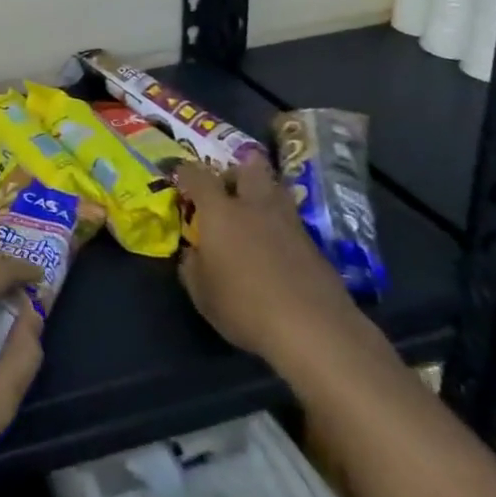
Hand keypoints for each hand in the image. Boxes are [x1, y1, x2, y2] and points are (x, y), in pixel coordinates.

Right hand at [174, 157, 365, 367]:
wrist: (313, 328)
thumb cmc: (244, 306)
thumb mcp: (202, 292)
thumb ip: (192, 266)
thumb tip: (193, 253)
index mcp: (220, 212)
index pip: (199, 176)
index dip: (187, 172)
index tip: (181, 177)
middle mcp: (255, 207)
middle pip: (249, 168)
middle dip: (236, 171)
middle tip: (226, 189)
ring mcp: (289, 223)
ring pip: (277, 189)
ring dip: (263, 193)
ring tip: (253, 214)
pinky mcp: (314, 245)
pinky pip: (291, 221)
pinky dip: (280, 225)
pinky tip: (275, 247)